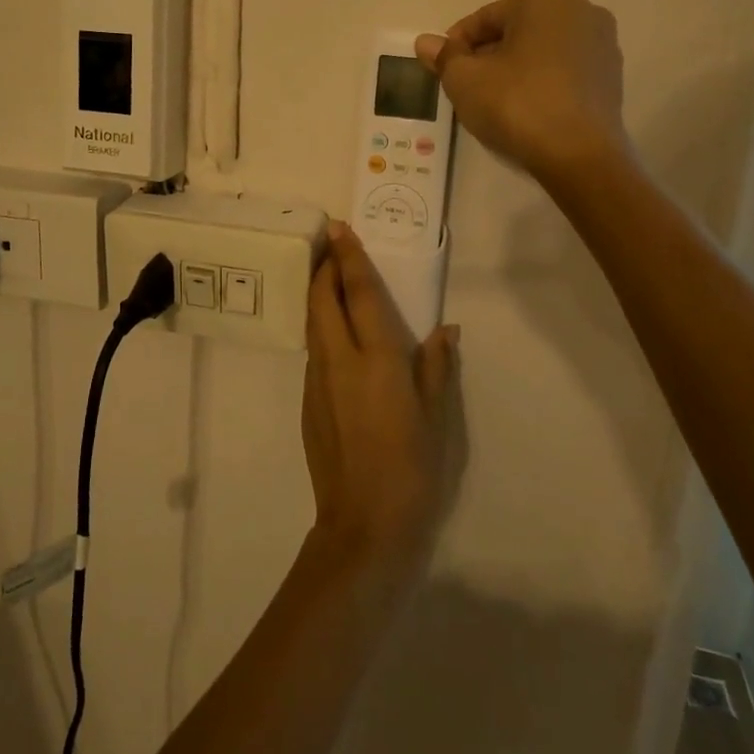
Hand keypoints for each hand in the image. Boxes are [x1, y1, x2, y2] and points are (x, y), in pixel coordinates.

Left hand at [303, 223, 457, 575]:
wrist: (365, 524)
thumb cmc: (413, 468)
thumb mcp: (438, 418)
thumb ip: (437, 368)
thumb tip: (445, 330)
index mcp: (377, 360)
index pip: (358, 294)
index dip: (349, 258)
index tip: (339, 229)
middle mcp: (340, 361)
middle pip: (322, 300)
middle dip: (324, 268)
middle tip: (331, 247)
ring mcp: (318, 382)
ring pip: (312, 324)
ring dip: (318, 296)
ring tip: (329, 280)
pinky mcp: (308, 402)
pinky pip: (313, 352)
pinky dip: (320, 329)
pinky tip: (334, 336)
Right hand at [415, 0, 629, 184]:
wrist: (578, 155)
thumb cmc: (516, 103)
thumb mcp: (464, 79)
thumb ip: (444, 56)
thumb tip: (425, 42)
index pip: (486, 18)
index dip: (456, 45)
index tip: (442, 70)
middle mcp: (583, 10)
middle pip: (516, 32)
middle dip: (488, 56)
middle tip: (465, 87)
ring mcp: (603, 45)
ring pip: (541, 52)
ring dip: (513, 70)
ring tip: (492, 102)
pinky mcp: (612, 79)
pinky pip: (563, 73)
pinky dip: (540, 84)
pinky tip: (524, 111)